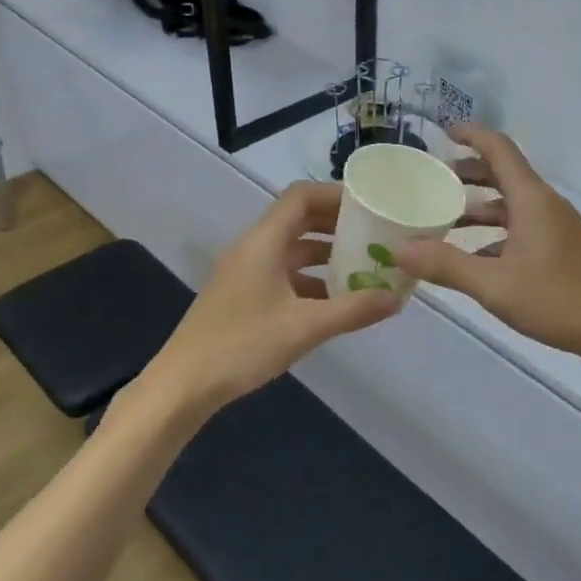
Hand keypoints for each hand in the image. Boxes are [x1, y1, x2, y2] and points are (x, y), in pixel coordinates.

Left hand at [143, 181, 400, 412]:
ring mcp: (246, 272)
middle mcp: (254, 248)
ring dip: (326, 252)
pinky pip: (284, 273)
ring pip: (292, 248)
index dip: (335, 194)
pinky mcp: (244, 295)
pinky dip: (311, 278)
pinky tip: (335, 300)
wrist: (182, 387)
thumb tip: (398, 297)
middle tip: (375, 232)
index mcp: (264, 242)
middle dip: (337, 223)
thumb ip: (353, 309)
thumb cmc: (241, 346)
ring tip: (363, 264)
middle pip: (299, 219)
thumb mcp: (305, 327)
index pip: (301, 196)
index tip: (369, 204)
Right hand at [393, 126, 580, 362]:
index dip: (471, 134)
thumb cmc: (559, 299)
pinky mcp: (564, 249)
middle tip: (433, 181)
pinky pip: (523, 227)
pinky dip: (496, 233)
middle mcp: (546, 205)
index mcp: (532, 199)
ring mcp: (558, 227)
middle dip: (468, 173)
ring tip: (445, 220)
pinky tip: (476, 258)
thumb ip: (446, 265)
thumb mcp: (495, 285)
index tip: (442, 130)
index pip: (499, 149)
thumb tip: (398, 248)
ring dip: (480, 206)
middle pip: (504, 174)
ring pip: (513, 204)